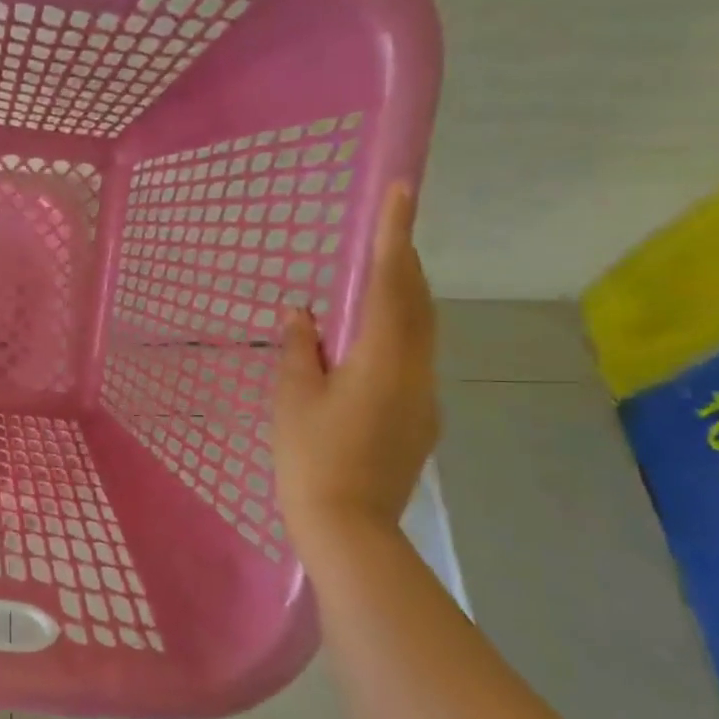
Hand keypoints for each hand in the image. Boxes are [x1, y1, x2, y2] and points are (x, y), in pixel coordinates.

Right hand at [274, 183, 438, 542]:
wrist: (348, 527)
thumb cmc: (311, 458)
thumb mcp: (293, 398)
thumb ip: (300, 349)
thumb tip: (301, 314)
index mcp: (382, 358)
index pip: (391, 282)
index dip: (395, 234)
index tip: (402, 191)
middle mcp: (416, 369)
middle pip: (417, 303)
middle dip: (404, 262)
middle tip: (388, 231)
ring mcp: (424, 397)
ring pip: (419, 333)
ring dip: (401, 300)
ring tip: (375, 283)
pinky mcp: (421, 419)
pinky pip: (412, 361)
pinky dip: (394, 337)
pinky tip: (366, 351)